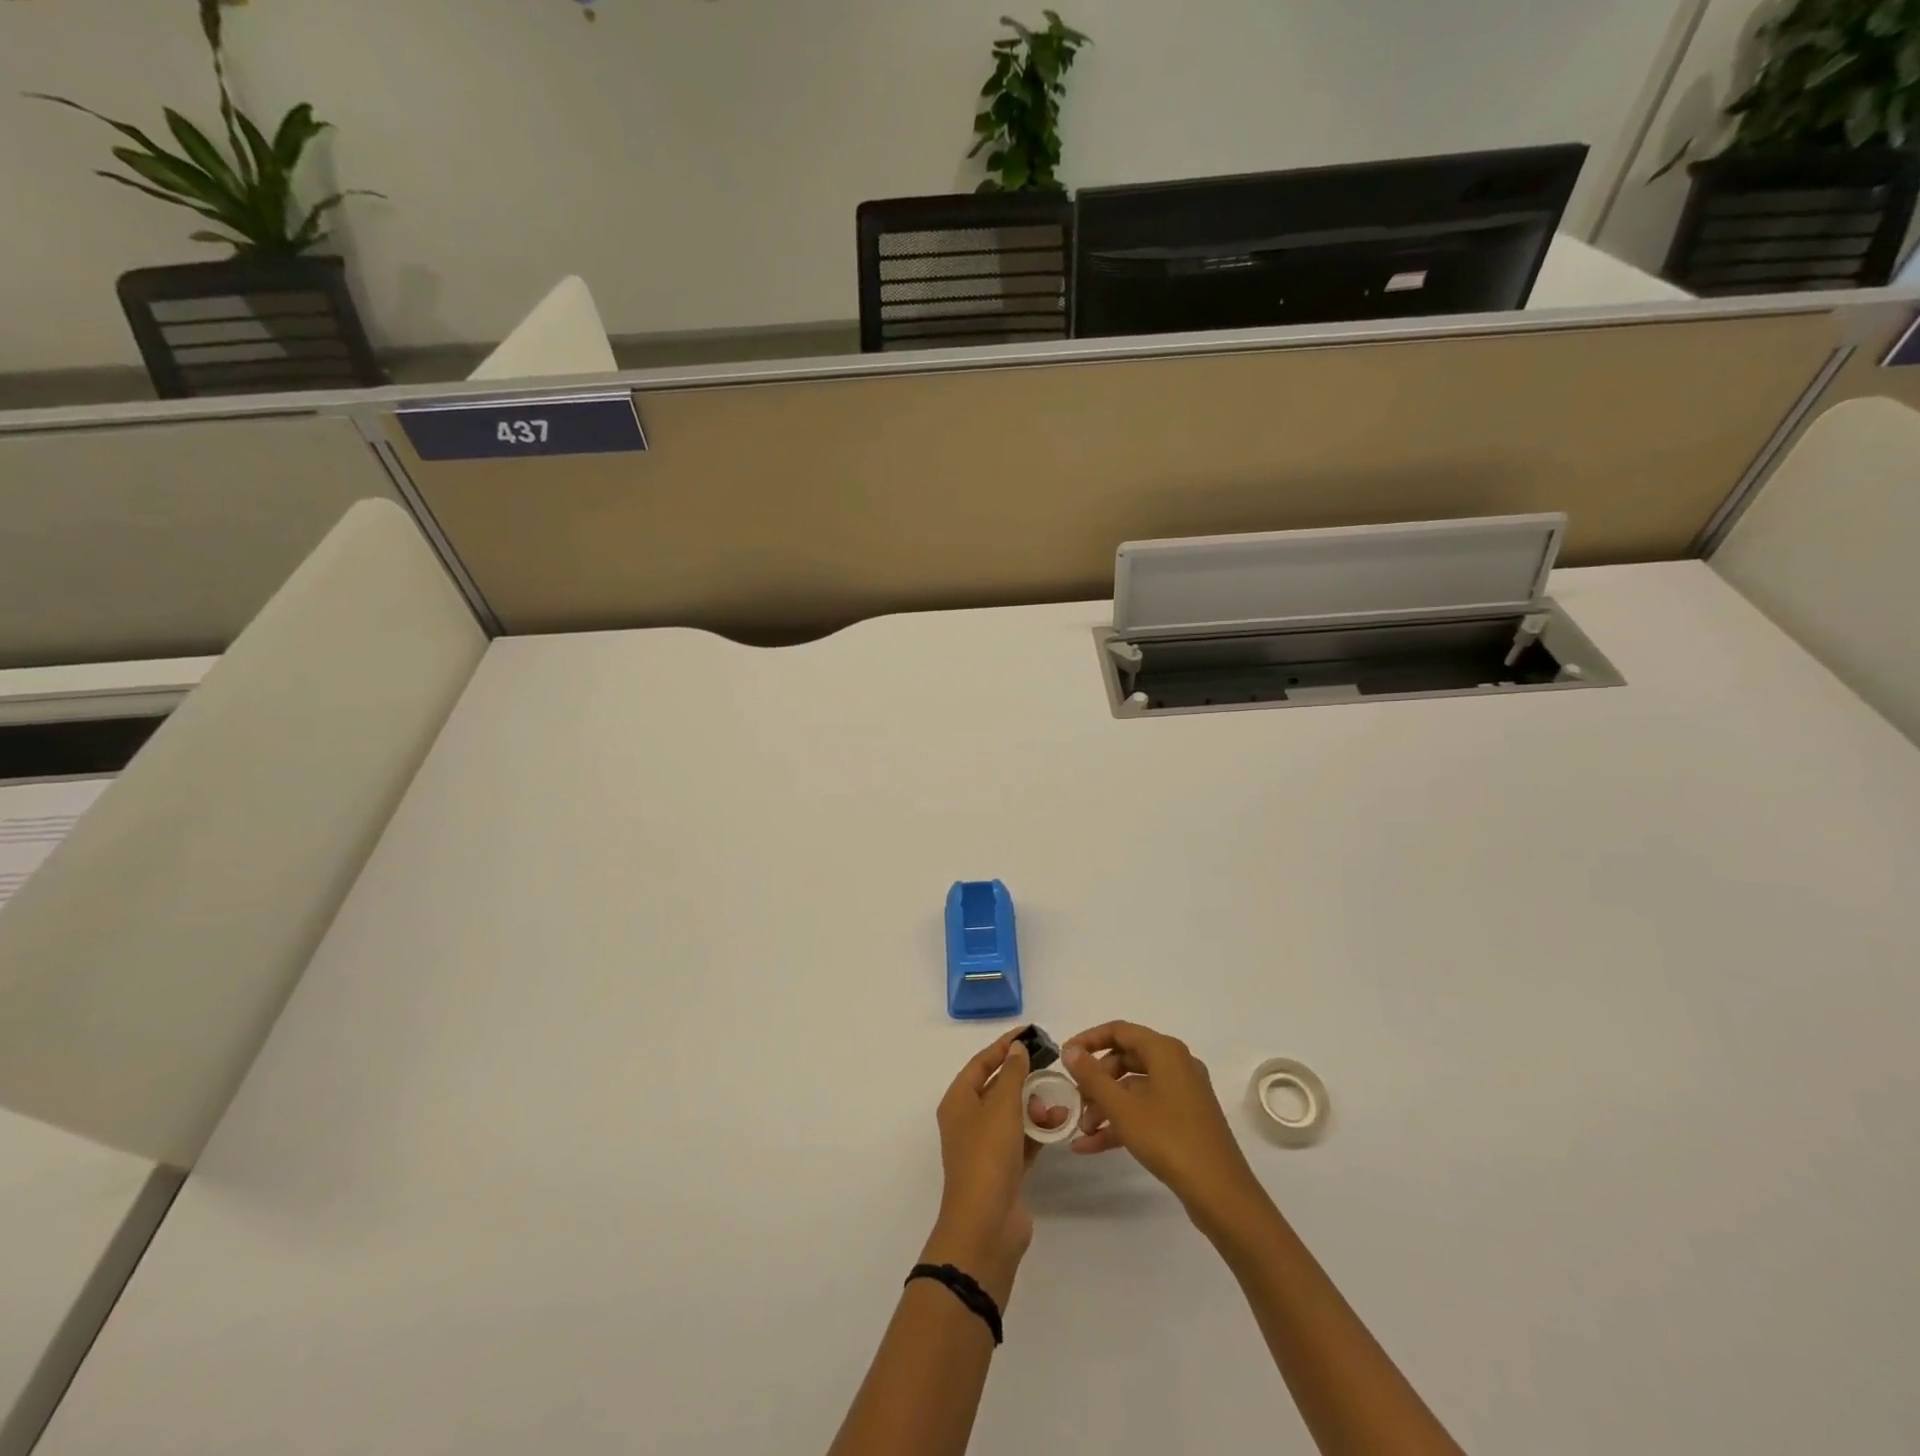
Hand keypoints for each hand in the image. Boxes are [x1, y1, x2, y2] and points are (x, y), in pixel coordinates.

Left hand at [923, 1029, 1065, 1305]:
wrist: (986, 1225)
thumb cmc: (988, 1156)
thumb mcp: (1002, 1106)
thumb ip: (1013, 1073)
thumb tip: (1017, 1048)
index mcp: (958, 1101)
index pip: (982, 1063)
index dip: (1004, 1046)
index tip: (1030, 1032)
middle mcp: (968, 1120)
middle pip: (998, 1087)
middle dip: (1025, 1076)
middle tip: (1051, 1065)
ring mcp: (986, 1147)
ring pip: (1013, 1114)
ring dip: (1035, 1105)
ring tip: (1059, 1100)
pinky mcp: (1004, 1169)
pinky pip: (1023, 1139)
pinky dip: (1039, 1130)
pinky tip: (1059, 1125)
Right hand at [1063, 1021, 1268, 1232]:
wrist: (1221, 1194)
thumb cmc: (1169, 1139)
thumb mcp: (1123, 1108)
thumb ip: (1092, 1076)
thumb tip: (1070, 1050)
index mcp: (1165, 1051)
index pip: (1119, 1031)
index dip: (1088, 1041)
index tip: (1064, 1057)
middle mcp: (1176, 1065)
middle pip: (1125, 1060)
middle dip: (1096, 1081)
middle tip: (1075, 1100)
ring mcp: (1183, 1093)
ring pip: (1134, 1089)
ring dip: (1106, 1106)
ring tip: (1082, 1130)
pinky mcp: (1185, 1120)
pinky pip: (1145, 1110)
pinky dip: (1121, 1122)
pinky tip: (1092, 1146)